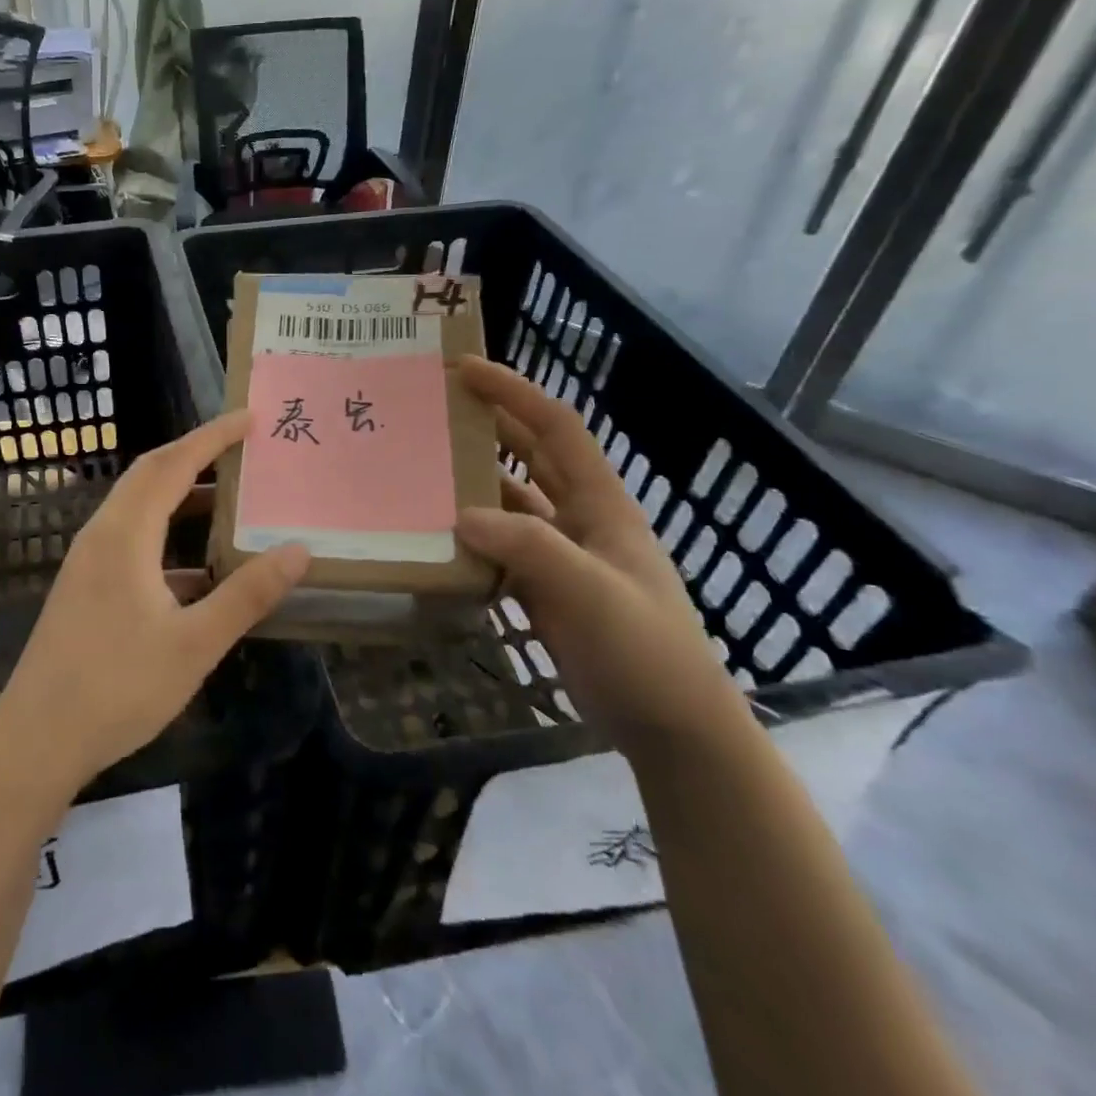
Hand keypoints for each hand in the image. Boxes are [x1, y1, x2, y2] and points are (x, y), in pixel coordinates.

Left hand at [0, 412, 310, 795]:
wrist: (38, 738)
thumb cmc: (118, 687)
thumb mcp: (195, 643)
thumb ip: (247, 594)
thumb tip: (298, 550)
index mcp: (125, 535)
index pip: (172, 465)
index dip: (211, 437)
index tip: (248, 418)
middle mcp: (101, 535)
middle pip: (150, 475)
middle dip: (195, 455)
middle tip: (241, 449)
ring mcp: (88, 562)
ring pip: (138, 509)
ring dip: (180, 496)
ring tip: (228, 501)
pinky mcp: (85, 588)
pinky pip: (131, 541)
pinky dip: (166, 536)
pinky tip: (198, 571)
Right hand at [454, 356, 745, 759]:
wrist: (673, 727)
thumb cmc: (644, 651)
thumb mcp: (591, 592)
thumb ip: (528, 547)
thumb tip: (461, 515)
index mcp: (601, 505)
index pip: (556, 429)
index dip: (514, 392)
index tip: (466, 369)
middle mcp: (580, 520)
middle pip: (531, 456)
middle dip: (489, 425)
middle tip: (434, 410)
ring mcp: (562, 557)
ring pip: (512, 503)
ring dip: (474, 484)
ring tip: (422, 470)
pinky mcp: (546, 591)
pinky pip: (501, 550)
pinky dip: (472, 539)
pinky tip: (438, 539)